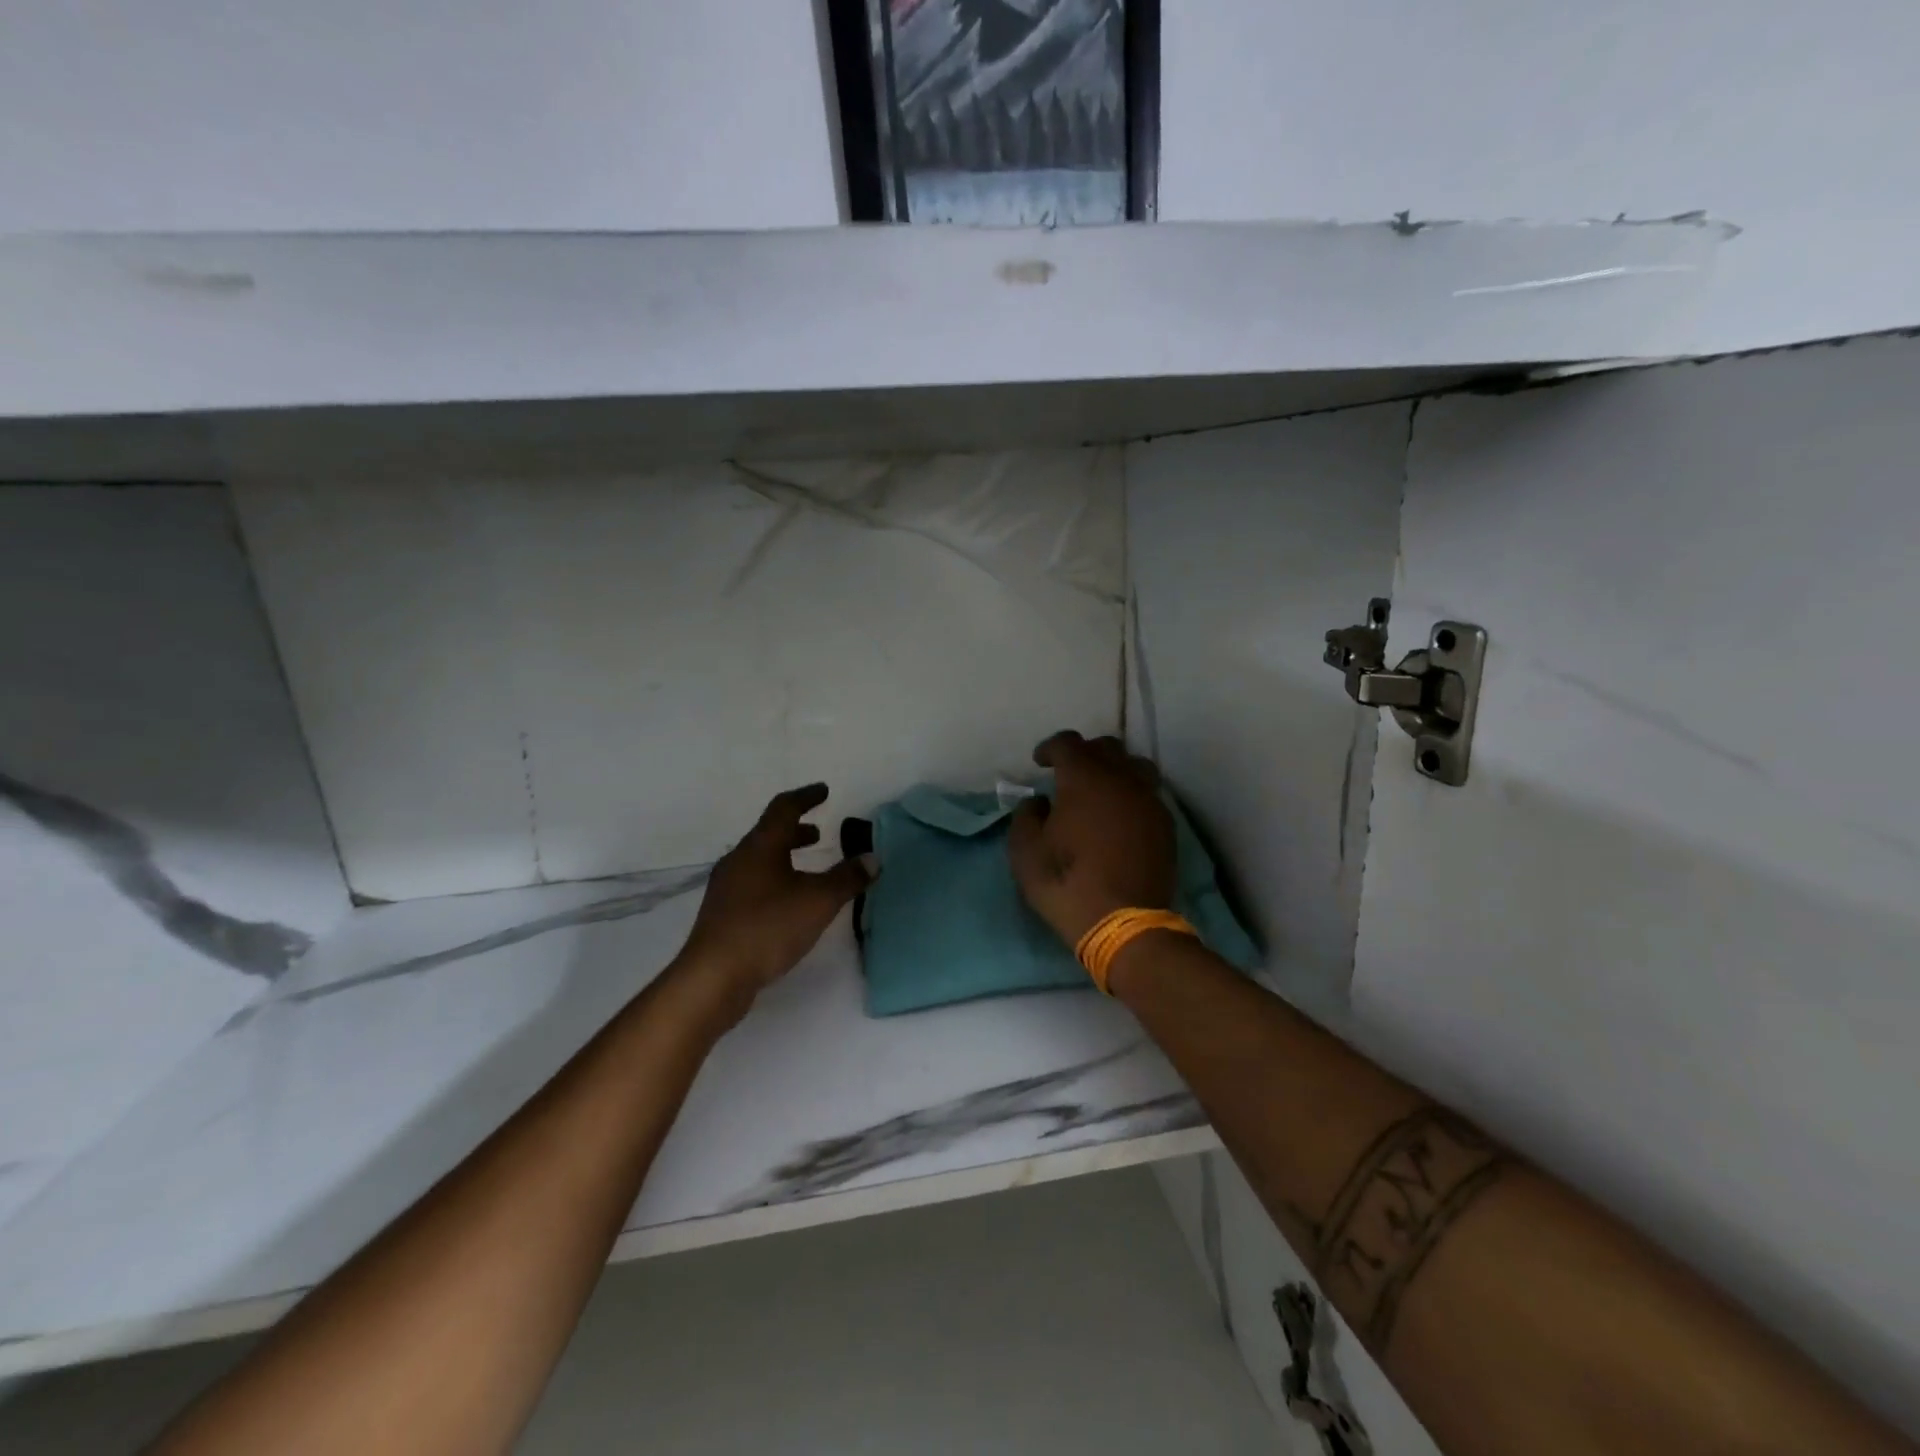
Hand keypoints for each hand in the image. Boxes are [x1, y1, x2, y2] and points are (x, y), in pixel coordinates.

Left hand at [677, 785, 872, 1008]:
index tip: (824, 791)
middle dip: (796, 830)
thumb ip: (847, 878)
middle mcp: (739, 859)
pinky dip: (775, 878)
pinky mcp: (722, 913)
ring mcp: (726, 887)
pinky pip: (753, 882)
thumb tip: (872, 858)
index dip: (806, 797)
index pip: (784, 808)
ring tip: (808, 867)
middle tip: (819, 832)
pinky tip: (787, 901)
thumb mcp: (819, 901)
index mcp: (761, 846)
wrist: (713, 977)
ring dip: (785, 855)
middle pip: (769, 833)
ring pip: (760, 859)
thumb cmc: (768, 927)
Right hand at [1008, 732, 1175, 947]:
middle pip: (1106, 747)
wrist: (1122, 923)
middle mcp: (1121, 779)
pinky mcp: (1165, 824)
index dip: (1050, 748)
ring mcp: (1149, 800)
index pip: (1068, 743)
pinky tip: (1121, 816)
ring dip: (1115, 769)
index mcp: (1084, 778)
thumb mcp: (1025, 852)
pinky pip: (1149, 793)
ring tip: (1101, 790)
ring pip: (1135, 765)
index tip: (1040, 763)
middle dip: (1084, 754)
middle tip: (1069, 775)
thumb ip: (1026, 816)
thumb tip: (1040, 802)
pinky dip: (1132, 794)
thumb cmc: (1066, 883)